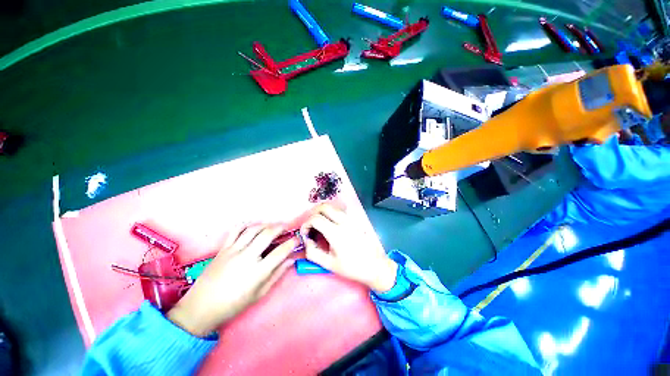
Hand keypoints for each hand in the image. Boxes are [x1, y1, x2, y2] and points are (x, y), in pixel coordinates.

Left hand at [167, 224, 298, 336]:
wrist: (201, 308)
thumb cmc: (233, 305)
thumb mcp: (259, 294)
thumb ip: (277, 275)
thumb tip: (291, 260)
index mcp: (258, 272)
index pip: (281, 252)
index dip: (292, 243)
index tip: (297, 239)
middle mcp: (247, 257)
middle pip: (267, 234)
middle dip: (280, 227)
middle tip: (286, 227)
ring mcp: (233, 251)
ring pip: (253, 230)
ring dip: (266, 224)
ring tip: (272, 225)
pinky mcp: (223, 249)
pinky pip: (235, 231)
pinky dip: (246, 225)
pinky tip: (252, 226)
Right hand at [300, 204, 396, 292]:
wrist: (375, 265)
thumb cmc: (352, 267)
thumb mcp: (329, 264)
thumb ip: (313, 252)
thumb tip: (307, 240)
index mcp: (336, 233)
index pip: (316, 219)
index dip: (306, 224)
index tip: (305, 233)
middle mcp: (343, 221)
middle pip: (323, 207)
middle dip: (312, 214)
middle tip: (310, 226)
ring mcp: (350, 219)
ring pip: (332, 207)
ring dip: (321, 212)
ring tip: (318, 225)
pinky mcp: (354, 219)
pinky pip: (339, 210)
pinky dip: (330, 213)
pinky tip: (329, 224)